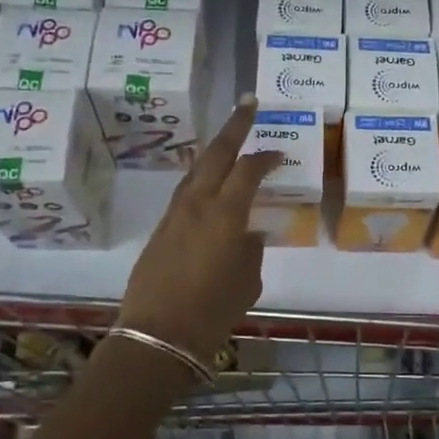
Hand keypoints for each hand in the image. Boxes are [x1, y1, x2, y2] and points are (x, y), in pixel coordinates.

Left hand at [118, 99, 282, 367]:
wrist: (158, 334)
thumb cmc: (213, 310)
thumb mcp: (247, 281)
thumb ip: (251, 249)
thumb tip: (249, 233)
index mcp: (225, 213)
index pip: (248, 170)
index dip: (265, 157)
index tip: (279, 152)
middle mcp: (197, 203)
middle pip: (216, 153)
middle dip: (234, 126)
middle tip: (248, 104)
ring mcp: (174, 214)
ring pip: (196, 170)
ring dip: (214, 150)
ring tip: (229, 139)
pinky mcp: (161, 229)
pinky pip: (185, 192)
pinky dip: (201, 178)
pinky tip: (209, 183)